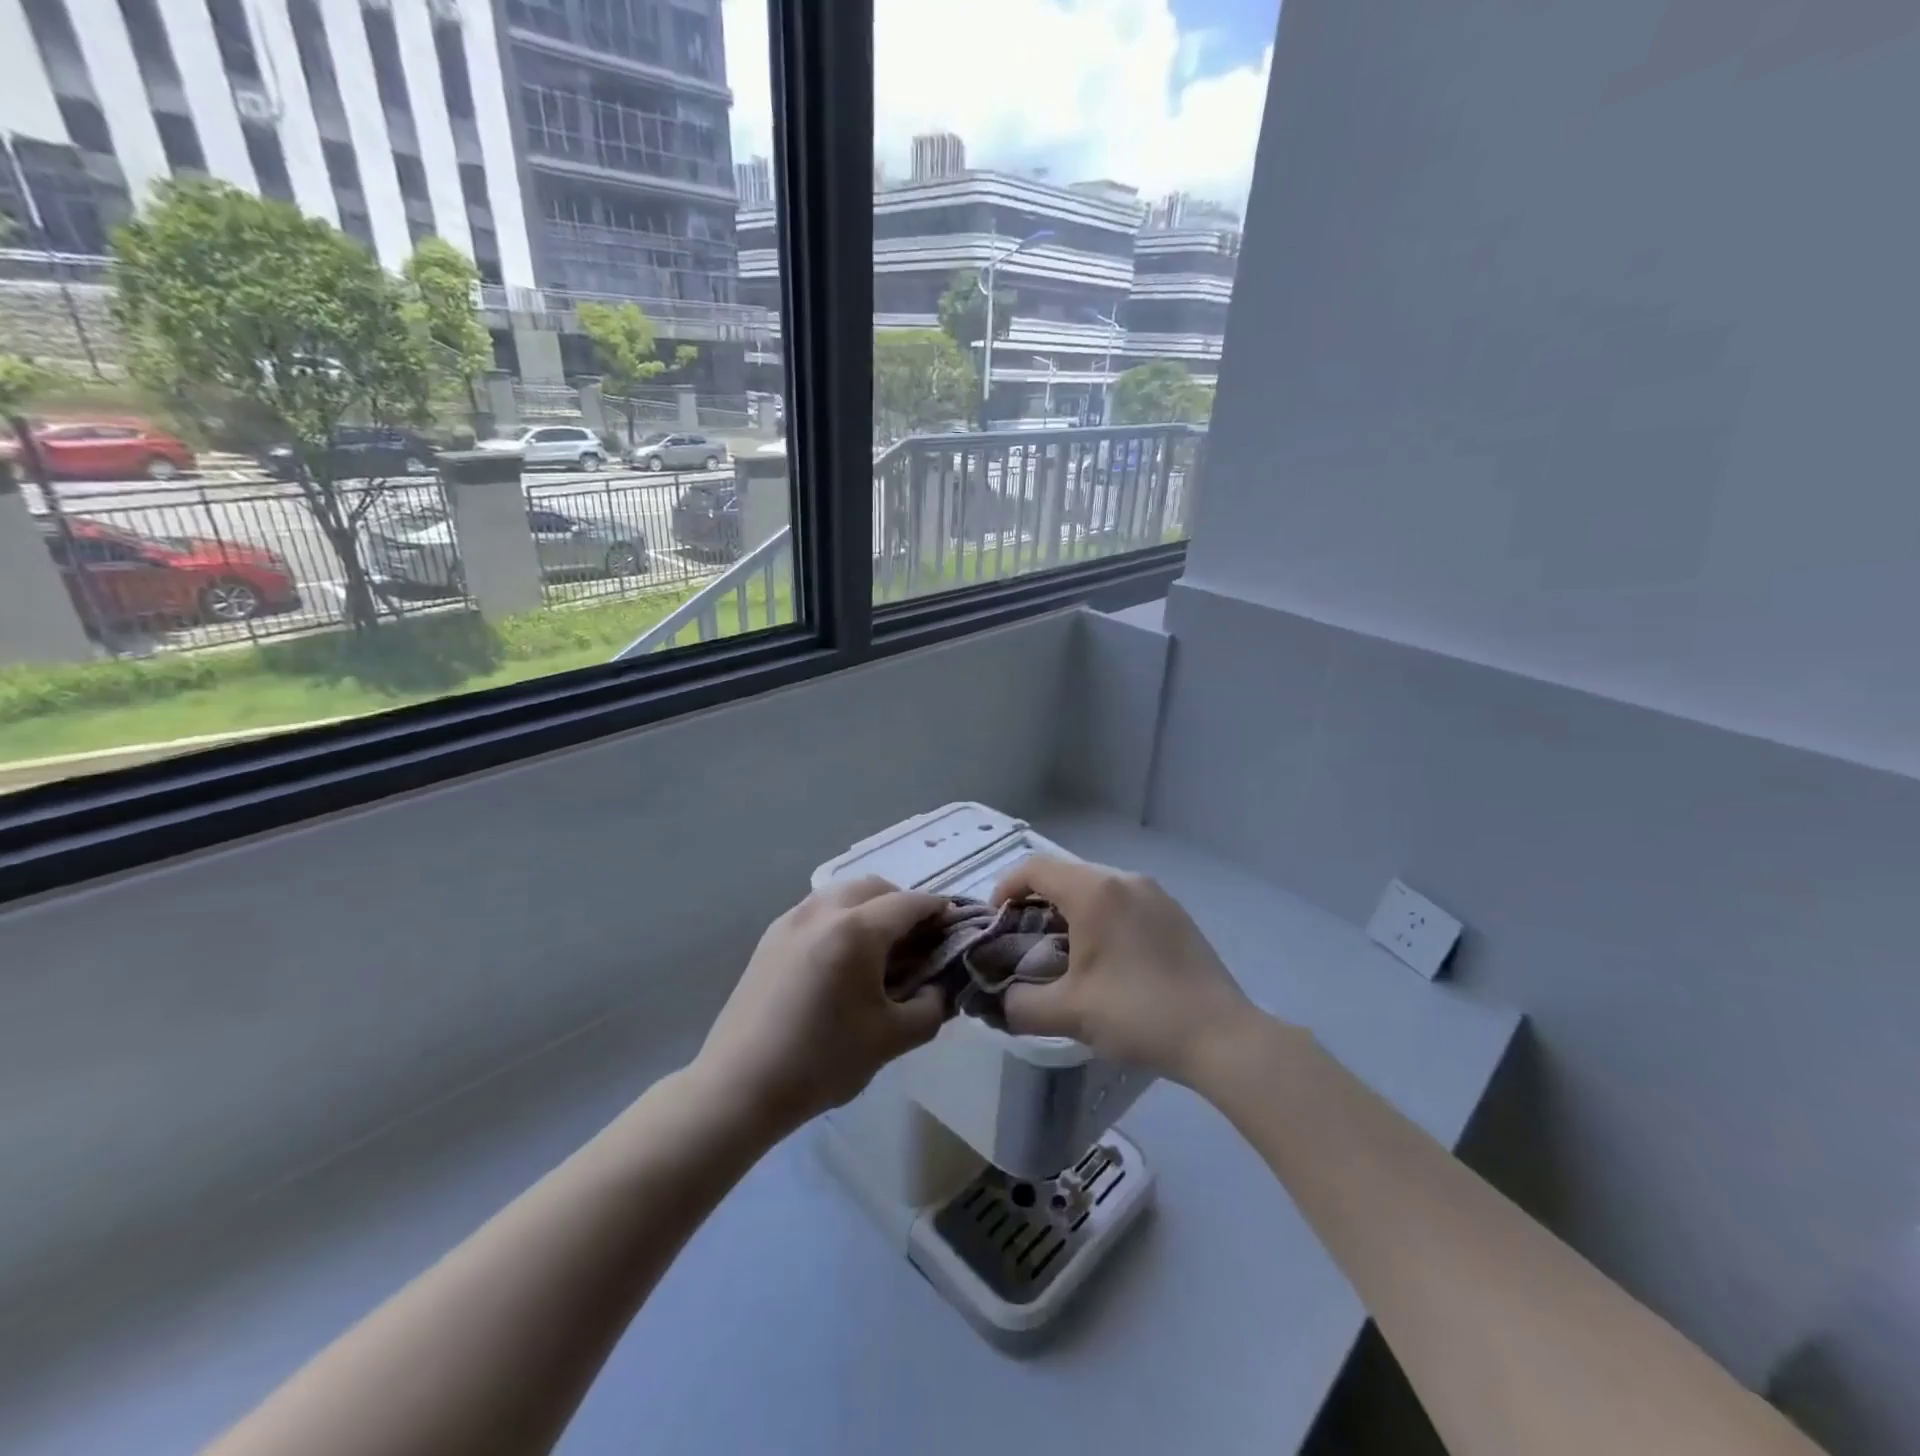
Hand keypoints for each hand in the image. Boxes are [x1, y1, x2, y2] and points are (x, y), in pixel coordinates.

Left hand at [694, 877, 949, 1135]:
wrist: (739, 1086)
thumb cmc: (822, 1061)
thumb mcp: (892, 1039)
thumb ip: (931, 1008)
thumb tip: (940, 989)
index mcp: (857, 930)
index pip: (910, 903)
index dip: (938, 912)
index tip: (954, 929)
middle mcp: (823, 910)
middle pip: (875, 887)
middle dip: (903, 905)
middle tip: (918, 941)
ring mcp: (791, 920)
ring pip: (842, 893)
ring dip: (870, 907)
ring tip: (880, 949)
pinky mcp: (770, 937)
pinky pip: (817, 910)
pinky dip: (841, 918)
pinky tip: (842, 959)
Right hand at [992, 856, 1254, 1085]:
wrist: (1220, 1035)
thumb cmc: (1138, 1014)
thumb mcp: (1068, 1013)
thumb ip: (1019, 1004)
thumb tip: (999, 1000)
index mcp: (1094, 891)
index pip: (1034, 868)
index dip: (1005, 888)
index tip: (995, 922)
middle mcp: (1124, 879)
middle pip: (1065, 874)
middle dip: (1036, 902)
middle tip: (1024, 941)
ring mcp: (1154, 893)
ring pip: (1096, 887)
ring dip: (1069, 910)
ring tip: (1062, 952)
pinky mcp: (1174, 912)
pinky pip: (1123, 900)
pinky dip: (1100, 916)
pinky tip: (1106, 958)